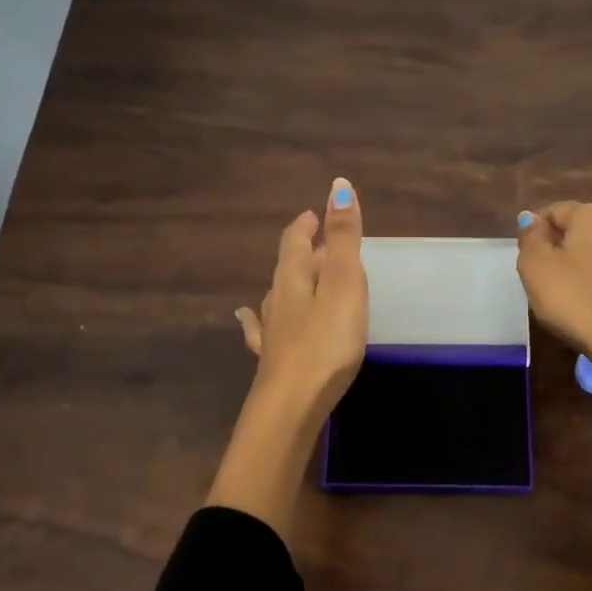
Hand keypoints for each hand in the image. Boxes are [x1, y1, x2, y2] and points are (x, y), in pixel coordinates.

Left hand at [236, 178, 367, 421]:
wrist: (292, 405)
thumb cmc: (326, 342)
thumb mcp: (343, 284)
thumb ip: (343, 238)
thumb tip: (338, 185)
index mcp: (294, 278)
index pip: (295, 242)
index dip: (305, 226)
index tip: (312, 215)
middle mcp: (277, 300)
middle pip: (288, 268)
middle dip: (303, 253)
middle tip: (318, 244)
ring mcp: (271, 332)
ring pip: (277, 298)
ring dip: (290, 283)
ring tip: (299, 277)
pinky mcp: (273, 360)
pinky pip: (262, 330)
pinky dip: (258, 319)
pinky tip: (247, 320)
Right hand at [515, 202, 591, 376]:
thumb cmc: (575, 299)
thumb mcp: (535, 267)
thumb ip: (531, 239)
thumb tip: (531, 220)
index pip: (557, 211)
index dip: (537, 230)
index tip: (527, 255)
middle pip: (587, 233)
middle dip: (568, 249)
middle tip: (548, 278)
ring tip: (578, 297)